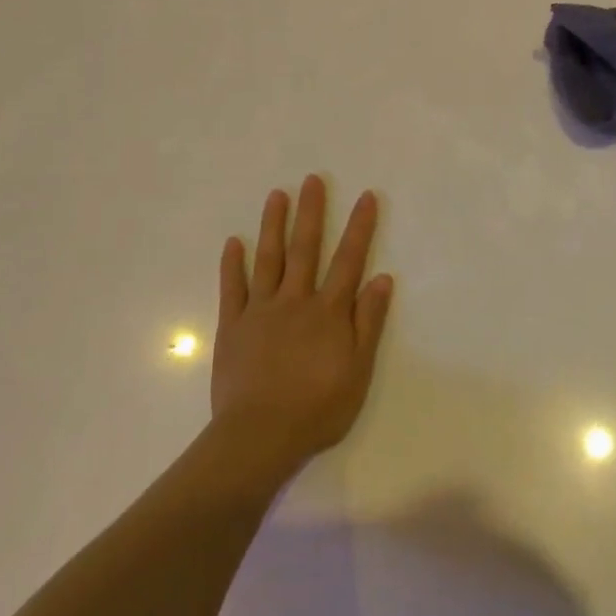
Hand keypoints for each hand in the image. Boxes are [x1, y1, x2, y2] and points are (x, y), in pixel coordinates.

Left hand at [211, 176, 393, 477]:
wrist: (260, 436)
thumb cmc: (317, 407)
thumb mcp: (358, 370)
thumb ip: (369, 322)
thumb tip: (382, 278)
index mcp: (329, 311)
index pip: (349, 260)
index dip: (359, 227)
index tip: (366, 196)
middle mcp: (295, 300)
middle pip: (305, 248)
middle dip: (311, 212)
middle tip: (312, 179)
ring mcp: (260, 311)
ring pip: (268, 259)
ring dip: (273, 225)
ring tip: (276, 195)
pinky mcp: (233, 326)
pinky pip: (233, 288)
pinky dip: (233, 264)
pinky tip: (233, 242)